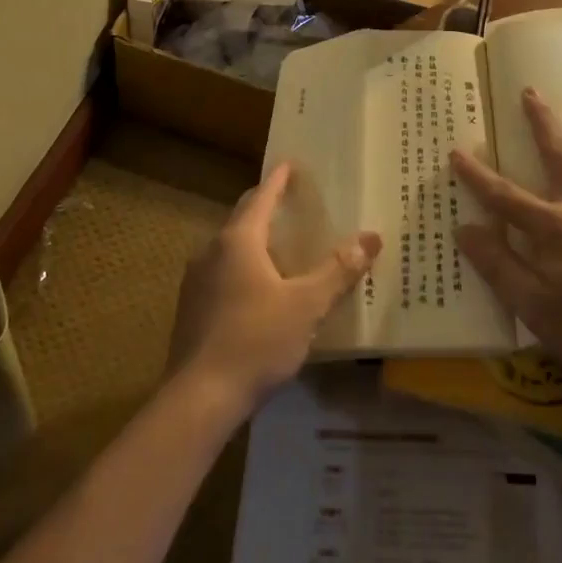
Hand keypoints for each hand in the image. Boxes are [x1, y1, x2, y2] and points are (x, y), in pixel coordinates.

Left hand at [168, 163, 380, 420]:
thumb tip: (370, 238)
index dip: (279, 180)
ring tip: (279, 245)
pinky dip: (242, 267)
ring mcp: (196, 281)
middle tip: (290, 201)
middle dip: (265, 206)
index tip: (290, 164)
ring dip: (253, 240)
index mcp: (238, 241)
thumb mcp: (306, 306)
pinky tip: (258, 289)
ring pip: (229, 247)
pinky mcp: (191, 308)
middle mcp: (211, 251)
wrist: (199, 398)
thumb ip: (337, 271)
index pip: (262, 198)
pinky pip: (221, 273)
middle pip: (242, 218)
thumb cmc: (256, 341)